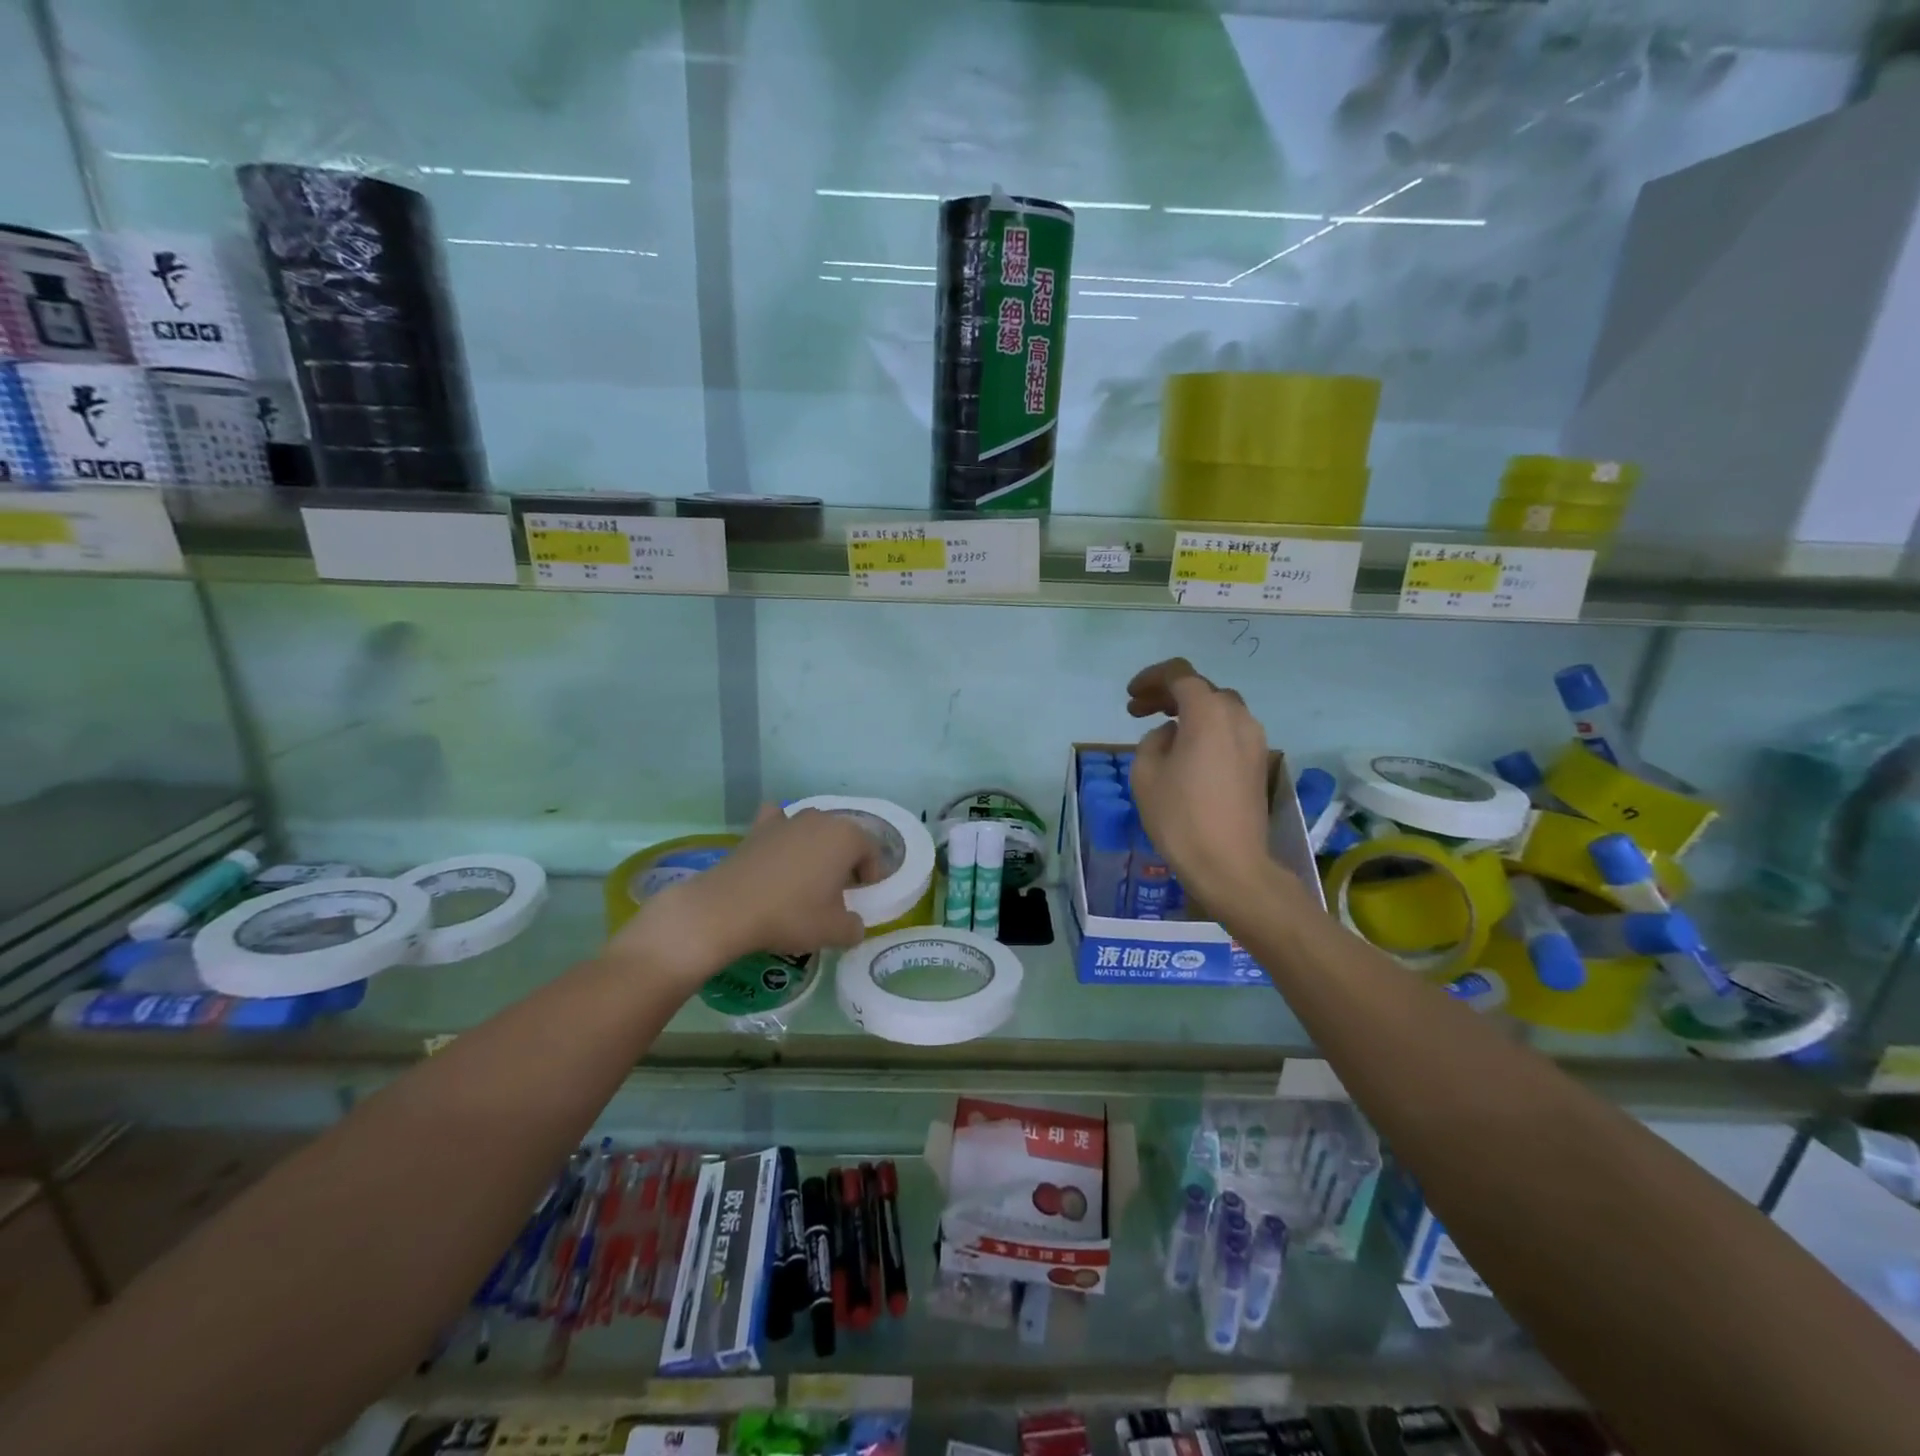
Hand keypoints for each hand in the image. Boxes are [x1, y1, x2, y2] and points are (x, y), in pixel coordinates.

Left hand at [613, 806, 880, 986]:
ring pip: (813, 830)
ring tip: (807, 877)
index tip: (862, 897)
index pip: (871, 851)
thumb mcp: (834, 931)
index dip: (871, 875)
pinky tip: (778, 849)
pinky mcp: (758, 827)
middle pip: (844, 837)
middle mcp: (821, 819)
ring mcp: (788, 819)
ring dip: (817, 848)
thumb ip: (855, 927)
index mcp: (847, 838)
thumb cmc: (791, 915)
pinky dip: (782, 833)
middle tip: (838, 890)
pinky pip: (779, 823)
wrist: (727, 909)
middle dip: (845, 860)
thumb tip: (853, 924)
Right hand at [1126, 658, 1276, 906]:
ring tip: (1163, 730)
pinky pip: (1231, 732)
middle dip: (1169, 694)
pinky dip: (1207, 730)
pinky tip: (1187, 752)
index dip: (1151, 678)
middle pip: (1202, 689)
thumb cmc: (1180, 816)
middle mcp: (1238, 717)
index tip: (1131, 697)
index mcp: (1208, 713)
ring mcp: (1255, 741)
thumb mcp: (1145, 773)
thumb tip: (1172, 735)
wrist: (1229, 864)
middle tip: (1139, 711)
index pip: (1180, 675)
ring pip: (1220, 709)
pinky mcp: (1259, 764)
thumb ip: (1154, 740)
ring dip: (1190, 712)